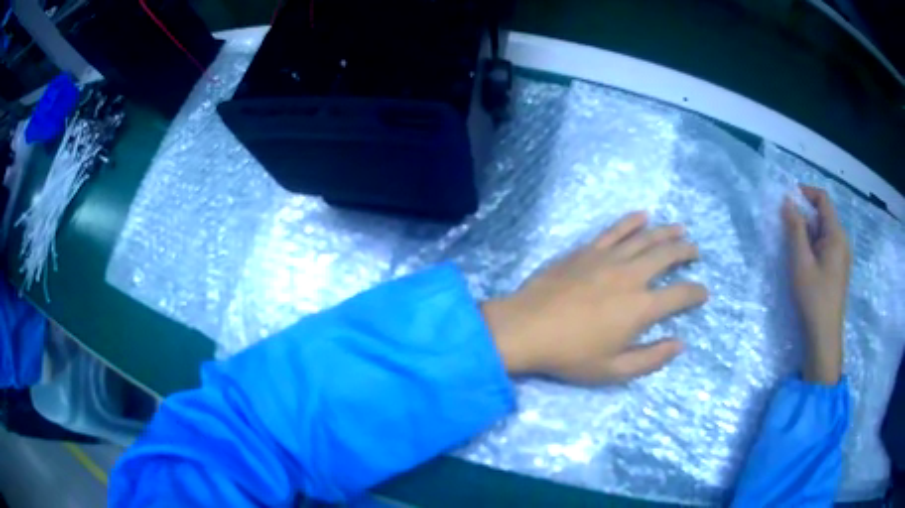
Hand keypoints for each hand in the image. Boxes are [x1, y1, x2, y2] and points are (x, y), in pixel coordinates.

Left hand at [483, 212, 707, 383]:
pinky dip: (632, 221)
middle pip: (667, 255)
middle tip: (695, 251)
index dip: (696, 292)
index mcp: (641, 307)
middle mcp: (631, 276)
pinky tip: (643, 216)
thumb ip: (651, 358)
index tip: (703, 292)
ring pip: (645, 237)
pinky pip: (615, 230)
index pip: (680, 295)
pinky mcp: (587, 250)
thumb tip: (680, 344)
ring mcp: (608, 258)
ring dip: (666, 231)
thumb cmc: (570, 355)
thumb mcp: (613, 370)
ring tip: (680, 229)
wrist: (525, 329)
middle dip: (686, 251)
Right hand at [782, 186, 850, 384]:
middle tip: (786, 227)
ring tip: (793, 247)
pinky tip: (804, 261)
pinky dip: (813, 245)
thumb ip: (795, 229)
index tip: (787, 199)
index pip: (823, 199)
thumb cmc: (813, 297)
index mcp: (836, 234)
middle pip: (824, 215)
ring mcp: (842, 256)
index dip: (806, 193)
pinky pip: (826, 246)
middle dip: (804, 215)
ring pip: (824, 232)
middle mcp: (842, 241)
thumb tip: (787, 202)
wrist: (824, 336)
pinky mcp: (838, 269)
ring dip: (808, 232)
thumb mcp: (800, 261)